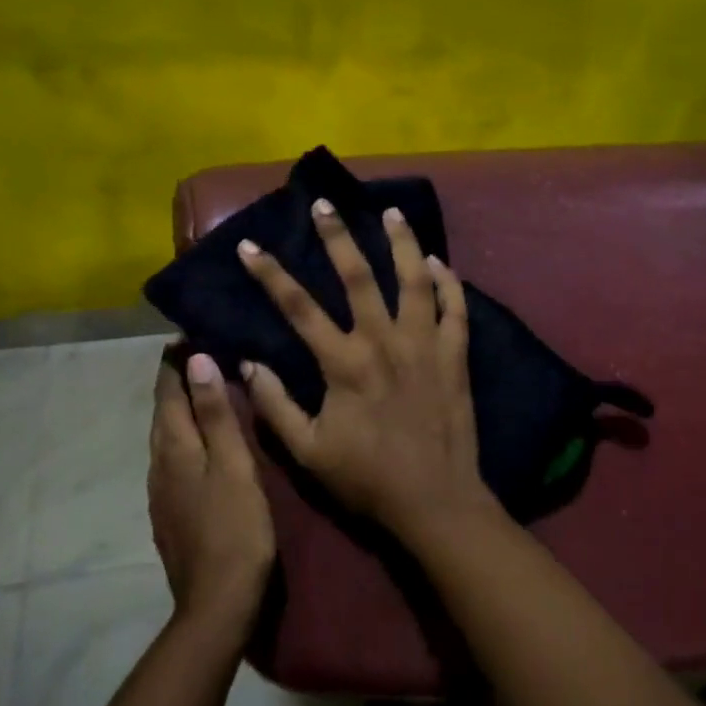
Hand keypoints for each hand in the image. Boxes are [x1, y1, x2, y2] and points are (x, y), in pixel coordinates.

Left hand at [148, 351, 275, 636]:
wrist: (217, 604)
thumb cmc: (235, 528)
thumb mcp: (233, 465)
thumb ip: (215, 414)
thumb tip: (197, 360)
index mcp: (174, 448)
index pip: (167, 392)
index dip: (174, 362)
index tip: (187, 332)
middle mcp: (159, 464)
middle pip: (163, 412)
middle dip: (175, 381)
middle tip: (199, 352)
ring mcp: (161, 492)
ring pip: (166, 436)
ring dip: (180, 408)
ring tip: (203, 387)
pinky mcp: (170, 512)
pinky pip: (173, 458)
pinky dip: (185, 435)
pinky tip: (203, 441)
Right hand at [236, 200, 492, 542]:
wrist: (435, 502)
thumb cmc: (367, 479)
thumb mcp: (308, 452)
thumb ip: (275, 405)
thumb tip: (249, 363)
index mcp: (344, 363)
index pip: (298, 308)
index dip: (270, 274)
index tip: (250, 246)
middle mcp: (384, 342)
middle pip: (358, 276)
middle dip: (338, 236)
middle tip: (325, 203)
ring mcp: (425, 345)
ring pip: (414, 280)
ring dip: (402, 242)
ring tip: (391, 212)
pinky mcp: (456, 356)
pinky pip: (456, 308)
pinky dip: (448, 281)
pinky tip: (439, 261)